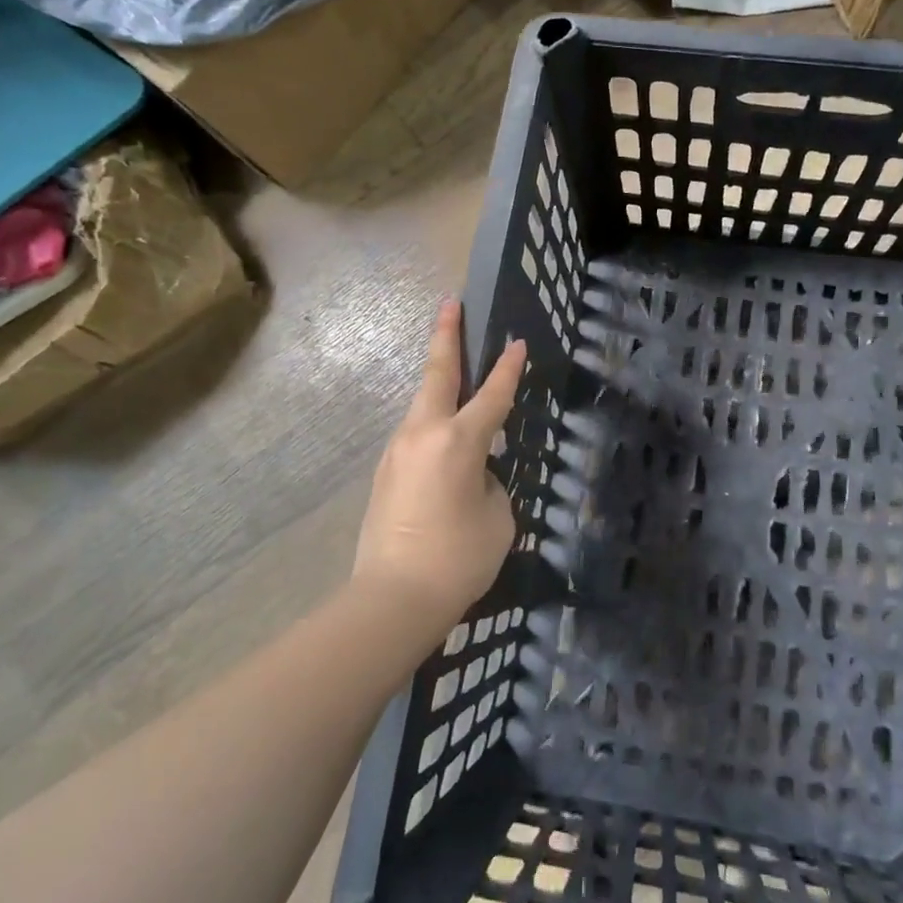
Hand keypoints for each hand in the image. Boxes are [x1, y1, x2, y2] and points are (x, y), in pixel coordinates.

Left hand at [353, 301, 525, 632]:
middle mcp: (423, 434)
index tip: (517, 341)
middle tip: (450, 304)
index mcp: (459, 441)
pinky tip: (443, 439)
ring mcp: (397, 451)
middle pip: (438, 375)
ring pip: (422, 404)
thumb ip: (489, 482)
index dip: (508, 368)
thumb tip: (473, 474)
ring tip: (453, 368)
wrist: (394, 598)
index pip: (492, 395)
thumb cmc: (458, 557)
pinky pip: (415, 436)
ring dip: (439, 383)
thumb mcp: (497, 517)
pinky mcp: (385, 473)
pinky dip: (432, 423)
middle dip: (447, 336)